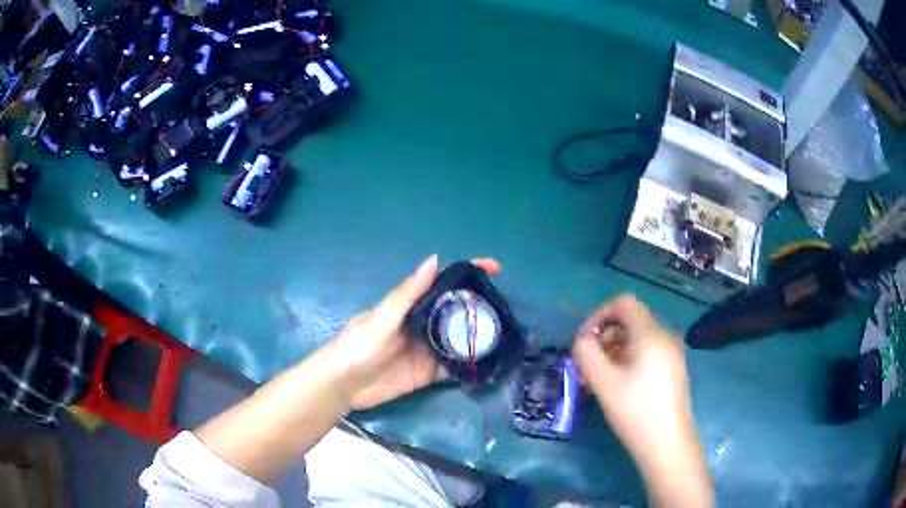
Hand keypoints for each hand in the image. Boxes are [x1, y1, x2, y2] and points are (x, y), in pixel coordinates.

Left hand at [324, 255, 500, 410]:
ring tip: (506, 335)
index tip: (495, 267)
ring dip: (480, 336)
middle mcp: (424, 324)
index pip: (444, 282)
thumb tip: (435, 259)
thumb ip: (407, 294)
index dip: (468, 272)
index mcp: (412, 305)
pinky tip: (489, 365)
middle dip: (482, 306)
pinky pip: (454, 367)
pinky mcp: (429, 373)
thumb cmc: (356, 346)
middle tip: (508, 309)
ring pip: (460, 338)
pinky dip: (470, 366)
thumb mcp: (381, 319)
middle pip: (458, 310)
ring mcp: (428, 349)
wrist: (342, 385)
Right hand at [572, 295, 712, 505]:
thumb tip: (582, 338)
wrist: (668, 444)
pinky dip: (630, 359)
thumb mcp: (603, 383)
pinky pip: (649, 351)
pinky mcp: (675, 368)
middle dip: (606, 336)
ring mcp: (673, 352)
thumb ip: (586, 353)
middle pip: (631, 320)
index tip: (585, 340)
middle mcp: (666, 336)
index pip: (624, 302)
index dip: (599, 314)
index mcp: (651, 334)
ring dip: (615, 350)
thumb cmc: (635, 412)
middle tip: (589, 365)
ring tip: (601, 378)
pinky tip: (621, 385)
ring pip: (639, 338)